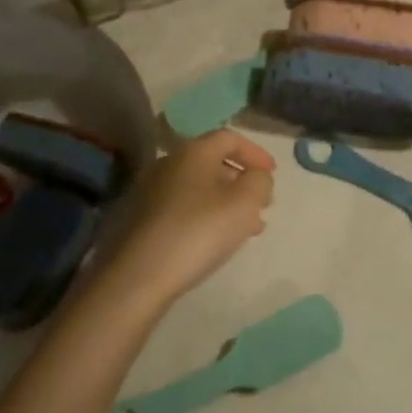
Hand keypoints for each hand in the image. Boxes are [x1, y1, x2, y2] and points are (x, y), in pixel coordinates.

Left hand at [98, 129, 275, 306]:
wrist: (139, 274)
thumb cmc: (199, 231)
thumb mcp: (244, 204)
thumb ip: (259, 182)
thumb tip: (257, 176)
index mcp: (193, 152)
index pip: (229, 138)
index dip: (255, 152)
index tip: (272, 174)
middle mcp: (169, 163)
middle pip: (213, 162)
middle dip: (241, 180)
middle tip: (262, 203)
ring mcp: (151, 191)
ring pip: (199, 187)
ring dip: (226, 201)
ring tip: (247, 228)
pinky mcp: (142, 217)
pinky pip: (184, 207)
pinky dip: (206, 215)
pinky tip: (216, 240)